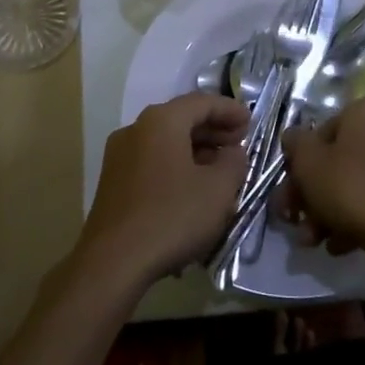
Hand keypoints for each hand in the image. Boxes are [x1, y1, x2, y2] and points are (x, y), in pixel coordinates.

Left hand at [77, 94, 250, 287]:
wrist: (113, 262)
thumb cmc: (172, 217)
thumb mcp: (219, 189)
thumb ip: (234, 162)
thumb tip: (233, 151)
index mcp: (161, 121)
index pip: (202, 102)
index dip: (230, 110)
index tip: (251, 123)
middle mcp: (136, 129)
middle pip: (181, 119)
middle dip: (213, 130)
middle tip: (239, 144)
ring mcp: (119, 155)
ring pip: (165, 141)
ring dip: (195, 149)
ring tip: (220, 168)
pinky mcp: (112, 181)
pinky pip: (152, 161)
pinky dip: (176, 164)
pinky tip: (192, 188)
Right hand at [281, 100, 364, 269]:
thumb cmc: (350, 189)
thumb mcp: (308, 162)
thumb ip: (295, 143)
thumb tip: (294, 138)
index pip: (319, 132)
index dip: (298, 163)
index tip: (288, 191)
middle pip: (336, 160)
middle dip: (310, 194)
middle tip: (293, 219)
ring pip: (353, 182)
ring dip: (326, 210)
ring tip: (312, 240)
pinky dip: (353, 217)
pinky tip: (338, 244)